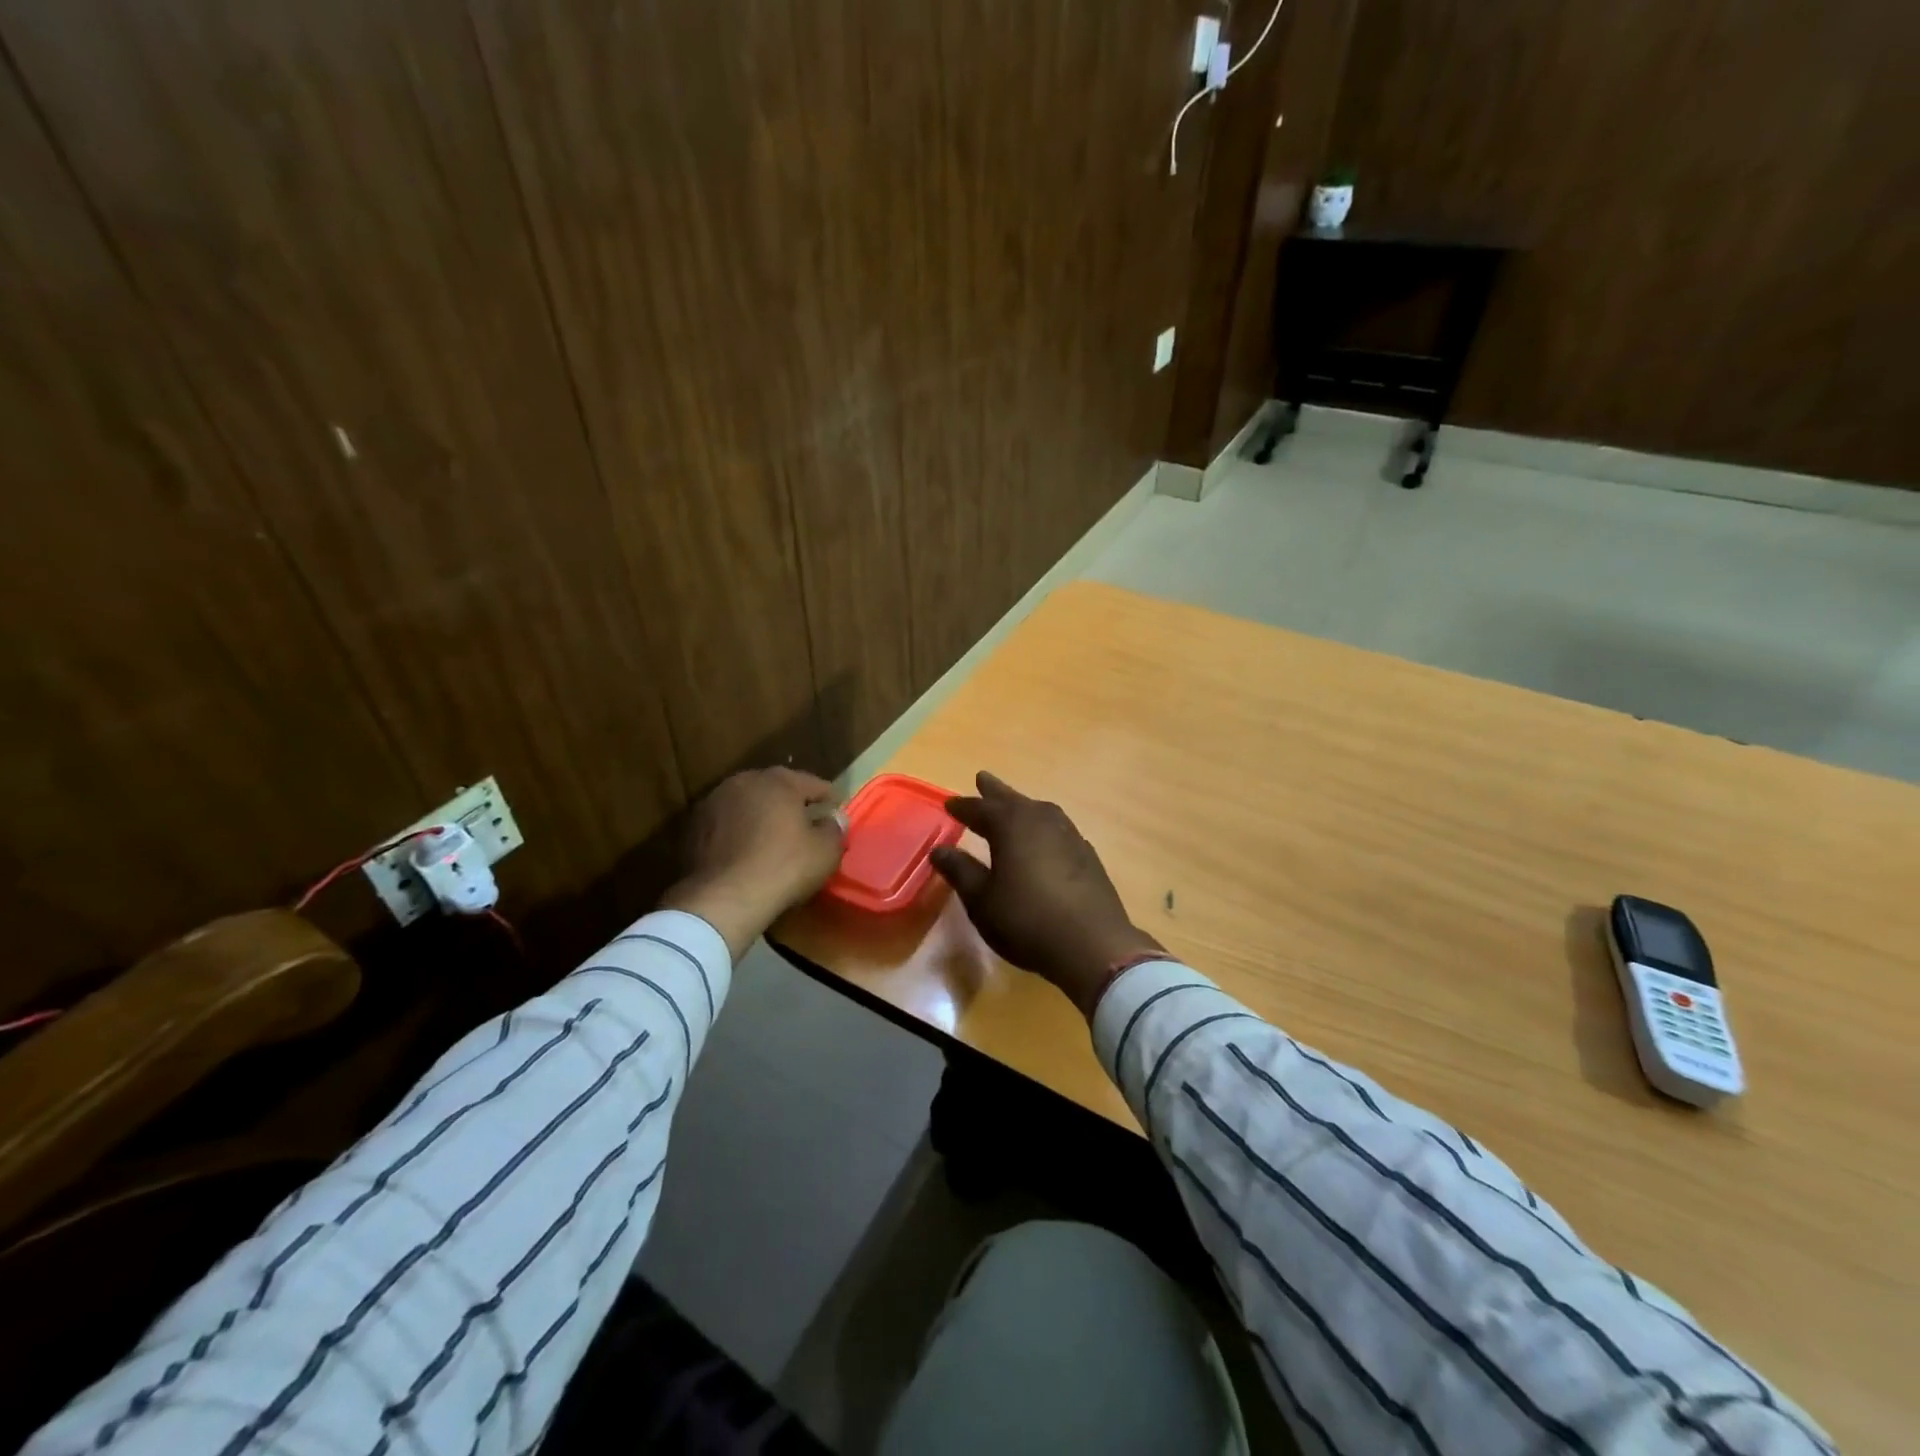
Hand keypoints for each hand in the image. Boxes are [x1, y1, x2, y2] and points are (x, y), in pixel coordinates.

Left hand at [660, 767, 844, 959]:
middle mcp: (744, 782)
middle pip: (775, 787)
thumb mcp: (825, 851)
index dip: (828, 795)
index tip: (837, 806)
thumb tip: (835, 819)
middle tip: (806, 817)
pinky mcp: (694, 827)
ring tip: (774, 834)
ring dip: (761, 814)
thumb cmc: (784, 867)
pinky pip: (727, 823)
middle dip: (791, 800)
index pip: (811, 782)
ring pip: (747, 803)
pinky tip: (747, 849)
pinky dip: (739, 831)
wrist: (723, 898)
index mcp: (778, 781)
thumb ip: (834, 829)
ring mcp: (714, 803)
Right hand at [931, 772, 1162, 1017]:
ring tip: (1013, 806)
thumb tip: (940, 849)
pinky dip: (1043, 827)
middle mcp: (1041, 820)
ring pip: (1039, 811)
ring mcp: (1069, 835)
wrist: (1092, 944)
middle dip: (995, 792)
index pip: (981, 808)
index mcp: (1012, 826)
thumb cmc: (1027, 920)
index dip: (963, 807)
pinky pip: (1057, 828)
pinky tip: (1043, 839)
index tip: (949, 804)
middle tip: (982, 779)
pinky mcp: (1087, 854)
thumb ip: (961, 871)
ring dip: (1022, 806)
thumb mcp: (982, 900)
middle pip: (1013, 800)